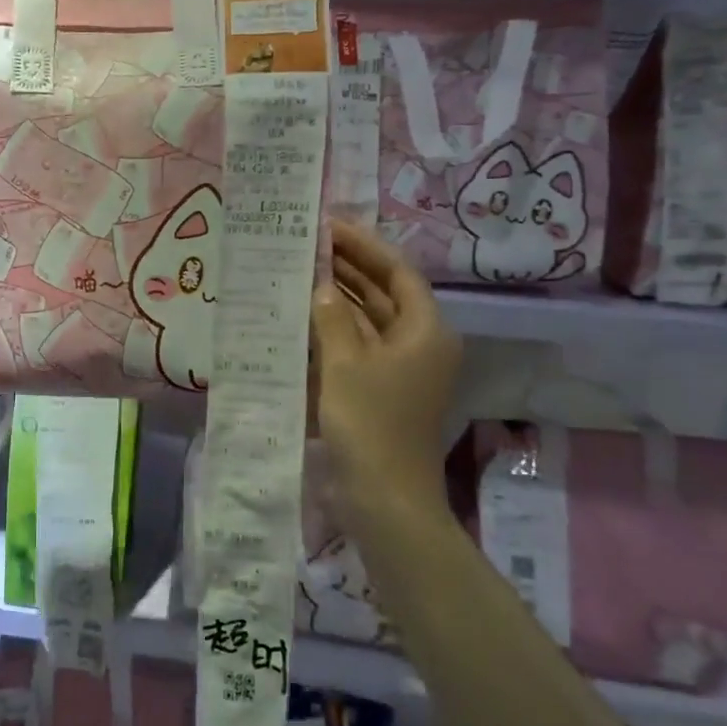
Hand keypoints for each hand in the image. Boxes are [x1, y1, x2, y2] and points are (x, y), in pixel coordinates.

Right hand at [312, 219, 461, 529]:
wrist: (384, 498)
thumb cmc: (370, 424)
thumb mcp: (345, 364)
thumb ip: (331, 319)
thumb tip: (322, 286)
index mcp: (425, 331)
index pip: (398, 273)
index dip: (364, 247)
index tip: (329, 228)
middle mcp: (419, 344)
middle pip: (385, 294)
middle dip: (349, 270)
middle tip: (308, 246)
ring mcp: (400, 370)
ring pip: (370, 321)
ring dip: (339, 300)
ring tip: (301, 274)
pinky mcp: (381, 390)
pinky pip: (359, 347)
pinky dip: (335, 331)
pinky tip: (304, 319)